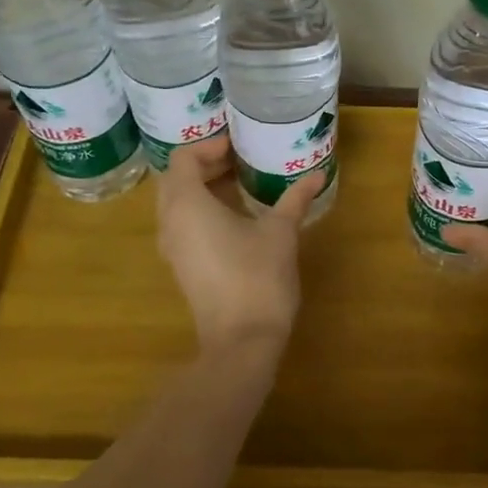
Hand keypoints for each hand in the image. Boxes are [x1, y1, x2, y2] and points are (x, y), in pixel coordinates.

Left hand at [156, 136, 324, 361]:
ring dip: (203, 188)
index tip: (239, 147)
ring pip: (177, 203)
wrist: (242, 340)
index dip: (209, 146)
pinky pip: (183, 224)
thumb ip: (294, 199)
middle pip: (176, 178)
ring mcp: (172, 247)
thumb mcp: (281, 232)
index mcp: (187, 204)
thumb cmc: (258, 277)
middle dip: (205, 164)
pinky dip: (202, 210)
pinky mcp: (181, 266)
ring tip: (241, 184)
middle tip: (241, 160)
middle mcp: (170, 222)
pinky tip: (236, 216)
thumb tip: (317, 174)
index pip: (183, 158)